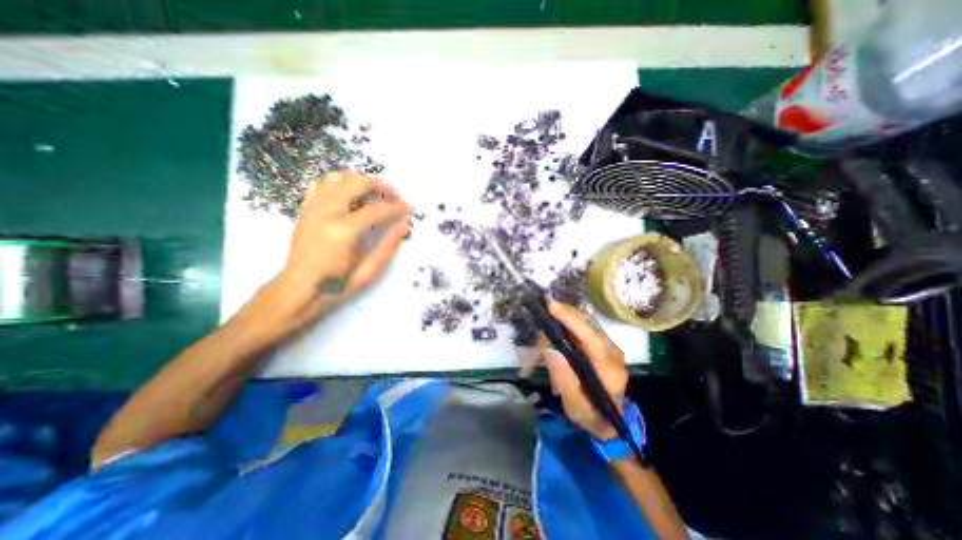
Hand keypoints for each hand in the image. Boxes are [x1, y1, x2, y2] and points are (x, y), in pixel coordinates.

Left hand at [263, 170, 409, 332]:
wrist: (297, 290)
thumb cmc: (336, 286)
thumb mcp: (368, 272)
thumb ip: (387, 246)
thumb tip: (403, 225)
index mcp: (344, 230)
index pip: (377, 209)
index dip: (397, 207)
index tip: (409, 208)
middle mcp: (327, 212)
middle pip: (357, 183)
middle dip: (380, 186)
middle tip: (394, 197)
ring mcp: (313, 208)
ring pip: (339, 178)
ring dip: (360, 182)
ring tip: (374, 194)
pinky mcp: (306, 210)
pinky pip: (321, 185)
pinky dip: (338, 184)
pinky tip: (349, 196)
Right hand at [523, 300, 627, 441]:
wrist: (608, 420)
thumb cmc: (591, 416)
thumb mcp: (575, 406)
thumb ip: (563, 379)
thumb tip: (550, 350)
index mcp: (609, 369)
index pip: (591, 338)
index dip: (571, 320)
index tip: (552, 306)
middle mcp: (612, 352)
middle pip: (588, 324)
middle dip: (563, 315)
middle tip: (542, 313)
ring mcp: (608, 346)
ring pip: (584, 322)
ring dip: (563, 319)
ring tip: (545, 327)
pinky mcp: (601, 344)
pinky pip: (582, 327)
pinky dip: (565, 324)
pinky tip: (553, 332)